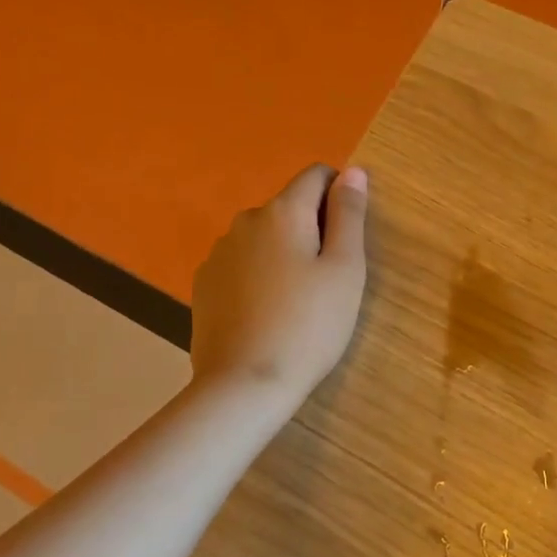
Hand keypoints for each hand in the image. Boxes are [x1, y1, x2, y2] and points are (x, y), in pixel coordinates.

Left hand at [189, 164, 369, 406]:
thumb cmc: (309, 325)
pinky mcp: (204, 285)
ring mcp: (219, 253)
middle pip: (290, 207)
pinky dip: (259, 275)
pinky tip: (267, 313)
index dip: (340, 195)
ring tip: (298, 300)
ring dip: (285, 252)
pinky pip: (242, 263)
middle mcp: (246, 221)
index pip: (317, 175)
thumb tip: (353, 170)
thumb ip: (350, 214)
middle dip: (313, 228)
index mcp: (283, 212)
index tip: (350, 237)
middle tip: (331, 278)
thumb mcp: (345, 268)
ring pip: (265, 237)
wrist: (243, 386)